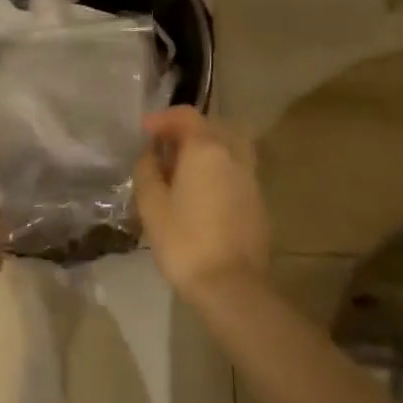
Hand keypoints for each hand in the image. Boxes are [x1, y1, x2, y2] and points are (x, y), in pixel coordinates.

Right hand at [133, 107, 270, 300]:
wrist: (233, 287)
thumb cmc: (185, 241)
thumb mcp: (152, 205)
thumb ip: (147, 171)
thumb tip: (150, 155)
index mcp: (206, 149)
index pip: (186, 116)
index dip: (163, 118)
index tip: (144, 131)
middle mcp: (232, 155)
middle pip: (211, 127)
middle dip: (185, 131)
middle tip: (163, 149)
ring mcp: (250, 178)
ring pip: (227, 148)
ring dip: (205, 150)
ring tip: (183, 170)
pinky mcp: (258, 201)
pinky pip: (235, 170)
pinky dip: (218, 170)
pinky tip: (201, 193)